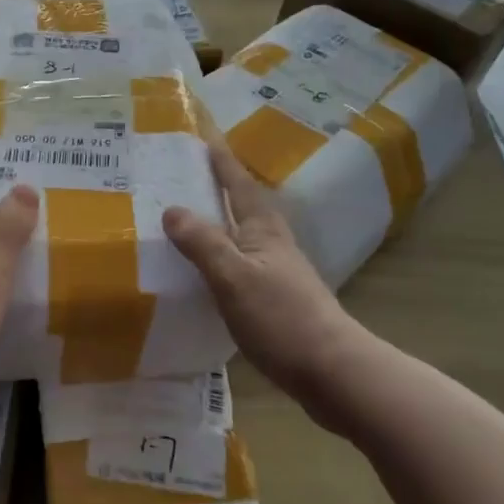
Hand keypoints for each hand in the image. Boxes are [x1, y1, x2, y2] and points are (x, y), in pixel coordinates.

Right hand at [163, 141, 369, 434]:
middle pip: (238, 203)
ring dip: (212, 219)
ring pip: (236, 233)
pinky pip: (234, 262)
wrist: (332, 372)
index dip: (219, 157)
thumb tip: (171, 209)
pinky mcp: (271, 297)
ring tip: (179, 214)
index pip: (237, 182)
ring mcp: (273, 270)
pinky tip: (197, 268)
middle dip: (213, 184)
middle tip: (178, 170)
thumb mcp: (234, 278)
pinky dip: (214, 254)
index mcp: (262, 229)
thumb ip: (202, 243)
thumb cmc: (282, 319)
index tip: (201, 131)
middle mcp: (270, 242)